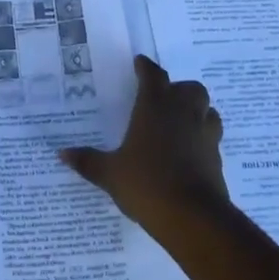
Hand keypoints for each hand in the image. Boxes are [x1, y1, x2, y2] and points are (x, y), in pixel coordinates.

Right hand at [60, 56, 228, 225]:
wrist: (192, 216)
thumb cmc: (146, 184)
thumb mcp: (110, 174)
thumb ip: (88, 161)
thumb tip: (62, 153)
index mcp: (155, 107)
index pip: (153, 76)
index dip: (146, 67)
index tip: (139, 63)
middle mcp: (183, 113)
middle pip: (188, 88)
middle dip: (177, 89)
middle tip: (162, 98)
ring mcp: (204, 133)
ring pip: (206, 108)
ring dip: (195, 109)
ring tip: (180, 121)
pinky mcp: (217, 156)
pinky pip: (212, 135)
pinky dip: (202, 136)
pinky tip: (190, 150)